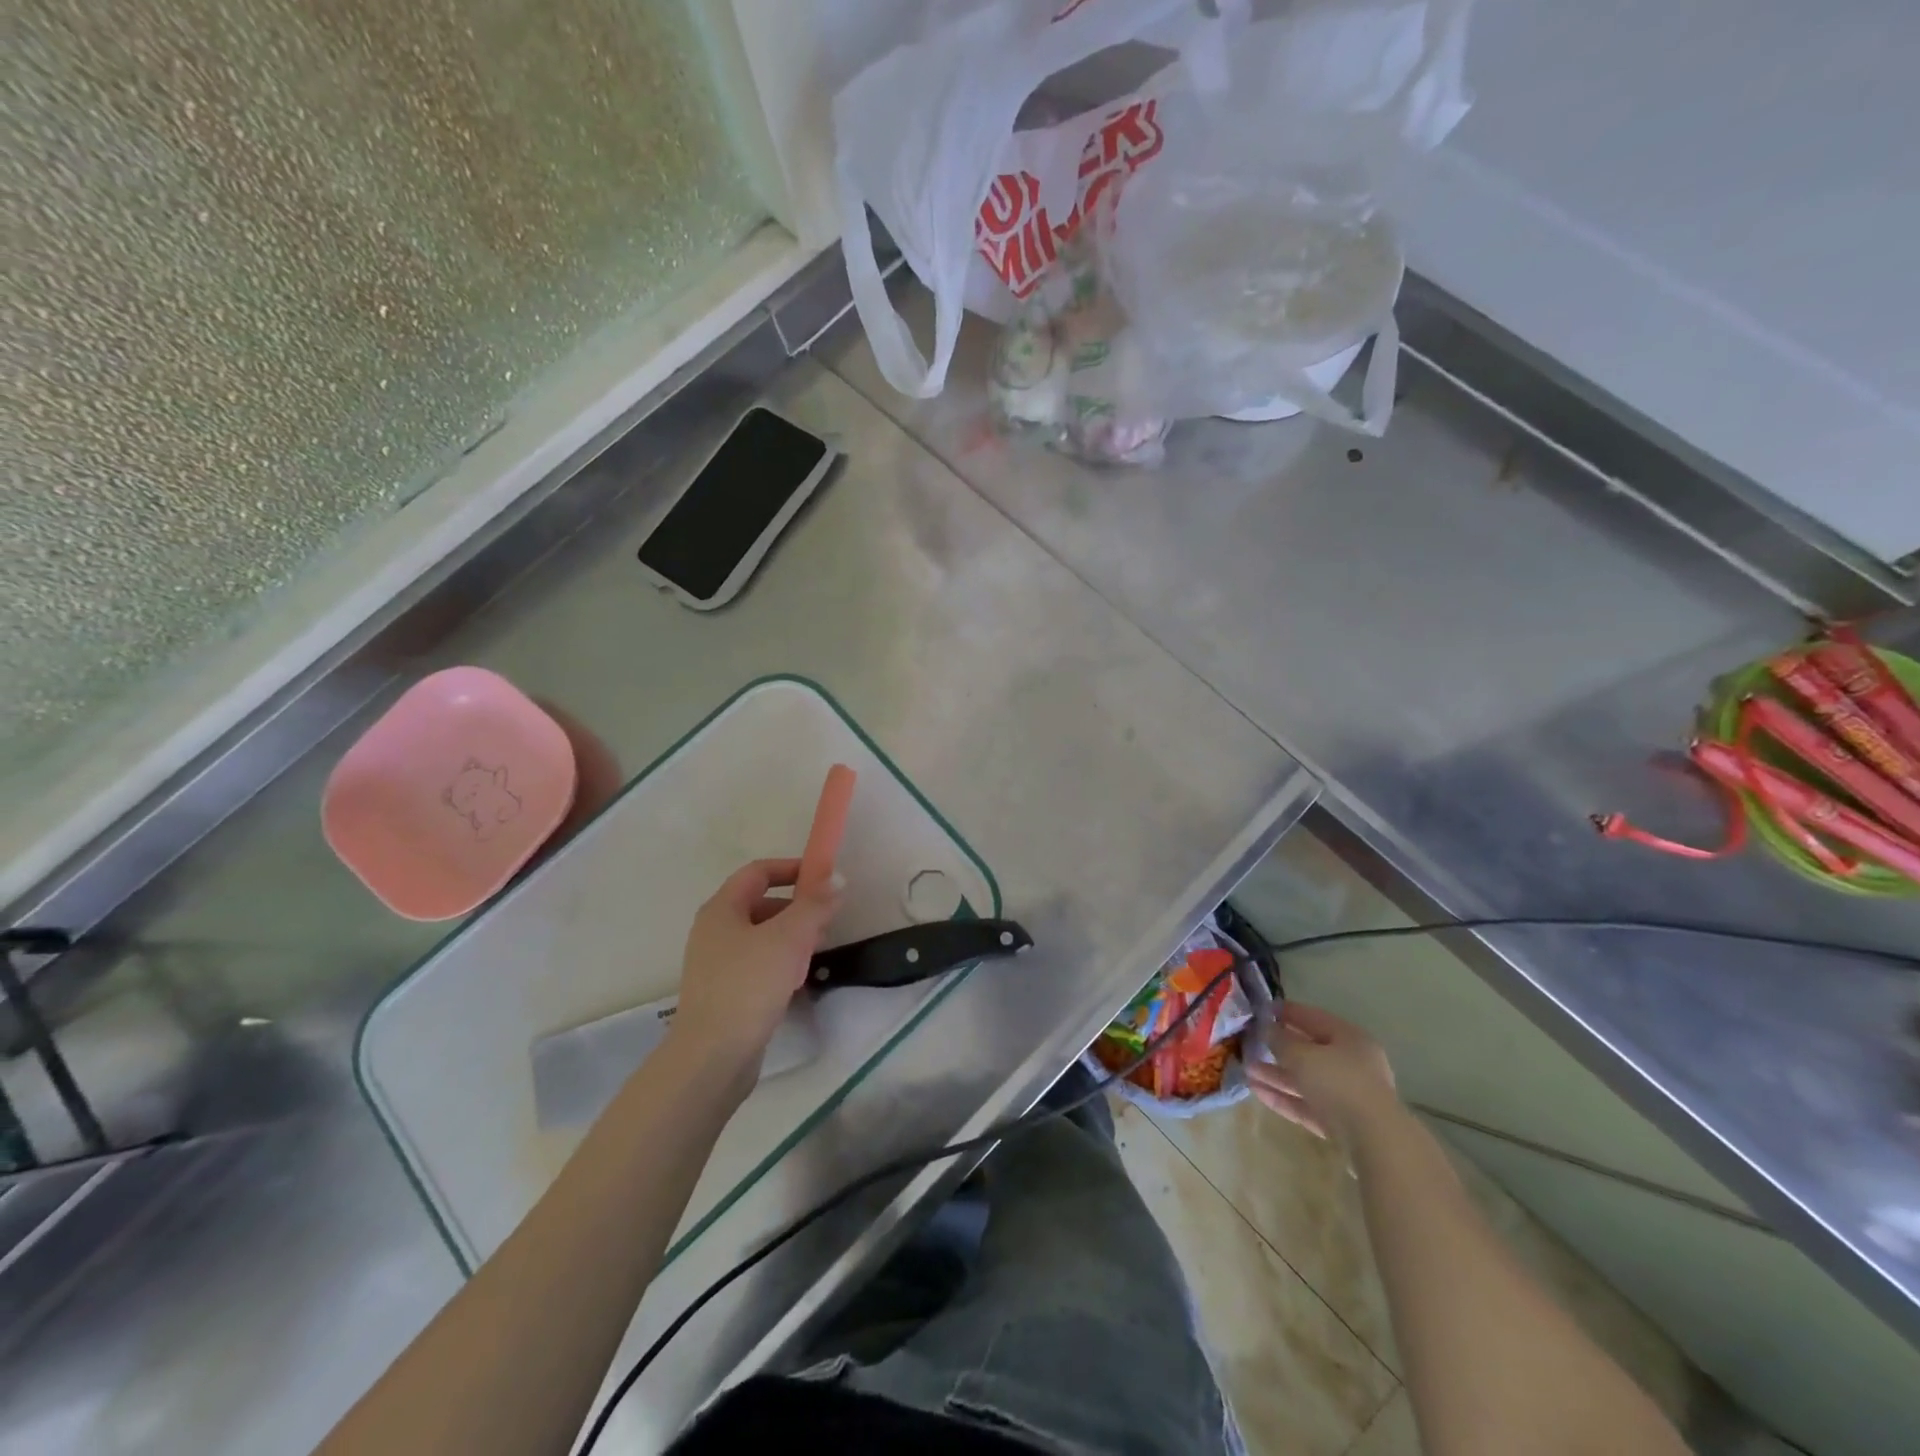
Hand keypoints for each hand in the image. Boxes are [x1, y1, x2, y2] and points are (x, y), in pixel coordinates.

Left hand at [672, 858, 840, 1070]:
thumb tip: (837, 878)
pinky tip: (796, 981)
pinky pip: (757, 964)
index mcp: (722, 909)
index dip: (791, 868)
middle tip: (825, 921)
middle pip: (761, 903)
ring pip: (761, 936)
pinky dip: (780, 963)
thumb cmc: (748, 985)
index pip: (758, 871)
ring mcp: (716, 963)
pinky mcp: (724, 992)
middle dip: (796, 907)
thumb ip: (815, 905)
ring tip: (816, 952)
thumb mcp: (788, 938)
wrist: (712, 1057)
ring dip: (791, 937)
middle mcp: (714, 930)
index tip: (823, 878)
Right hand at [1248, 1002, 1398, 1146]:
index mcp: (1349, 1038)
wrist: (1374, 1141)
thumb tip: (1266, 1028)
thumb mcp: (1301, 1055)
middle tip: (1249, 1043)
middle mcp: (1352, 1063)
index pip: (1312, 1017)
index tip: (1260, 1011)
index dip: (1285, 1012)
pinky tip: (1257, 1091)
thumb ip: (1280, 1039)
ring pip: (1306, 1080)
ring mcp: (1348, 1095)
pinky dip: (1285, 1097)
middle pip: (1309, 1051)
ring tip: (1246, 1069)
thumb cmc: (1338, 1082)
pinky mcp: (1341, 1123)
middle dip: (1278, 1048)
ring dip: (1277, 1074)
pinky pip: (1307, 1104)